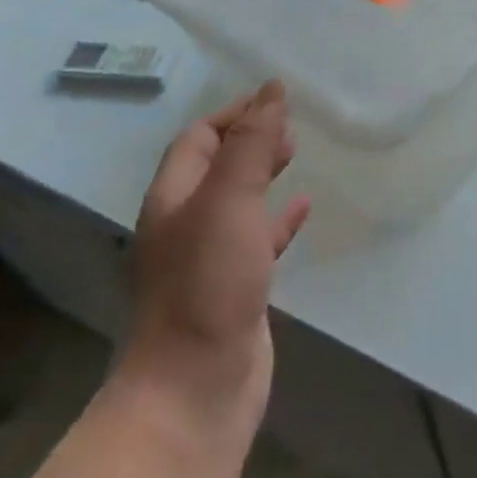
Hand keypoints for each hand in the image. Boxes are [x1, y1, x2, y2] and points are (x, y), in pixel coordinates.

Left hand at [113, 82, 310, 443]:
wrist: (194, 390)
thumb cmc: (207, 282)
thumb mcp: (230, 199)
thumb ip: (252, 143)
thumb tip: (272, 87)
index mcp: (173, 198)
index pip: (197, 139)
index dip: (233, 114)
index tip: (275, 99)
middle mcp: (185, 224)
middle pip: (215, 167)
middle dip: (249, 140)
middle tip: (289, 125)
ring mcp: (208, 260)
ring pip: (238, 202)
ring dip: (263, 175)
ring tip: (295, 154)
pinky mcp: (235, 289)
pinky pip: (258, 239)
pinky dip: (279, 219)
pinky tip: (303, 208)